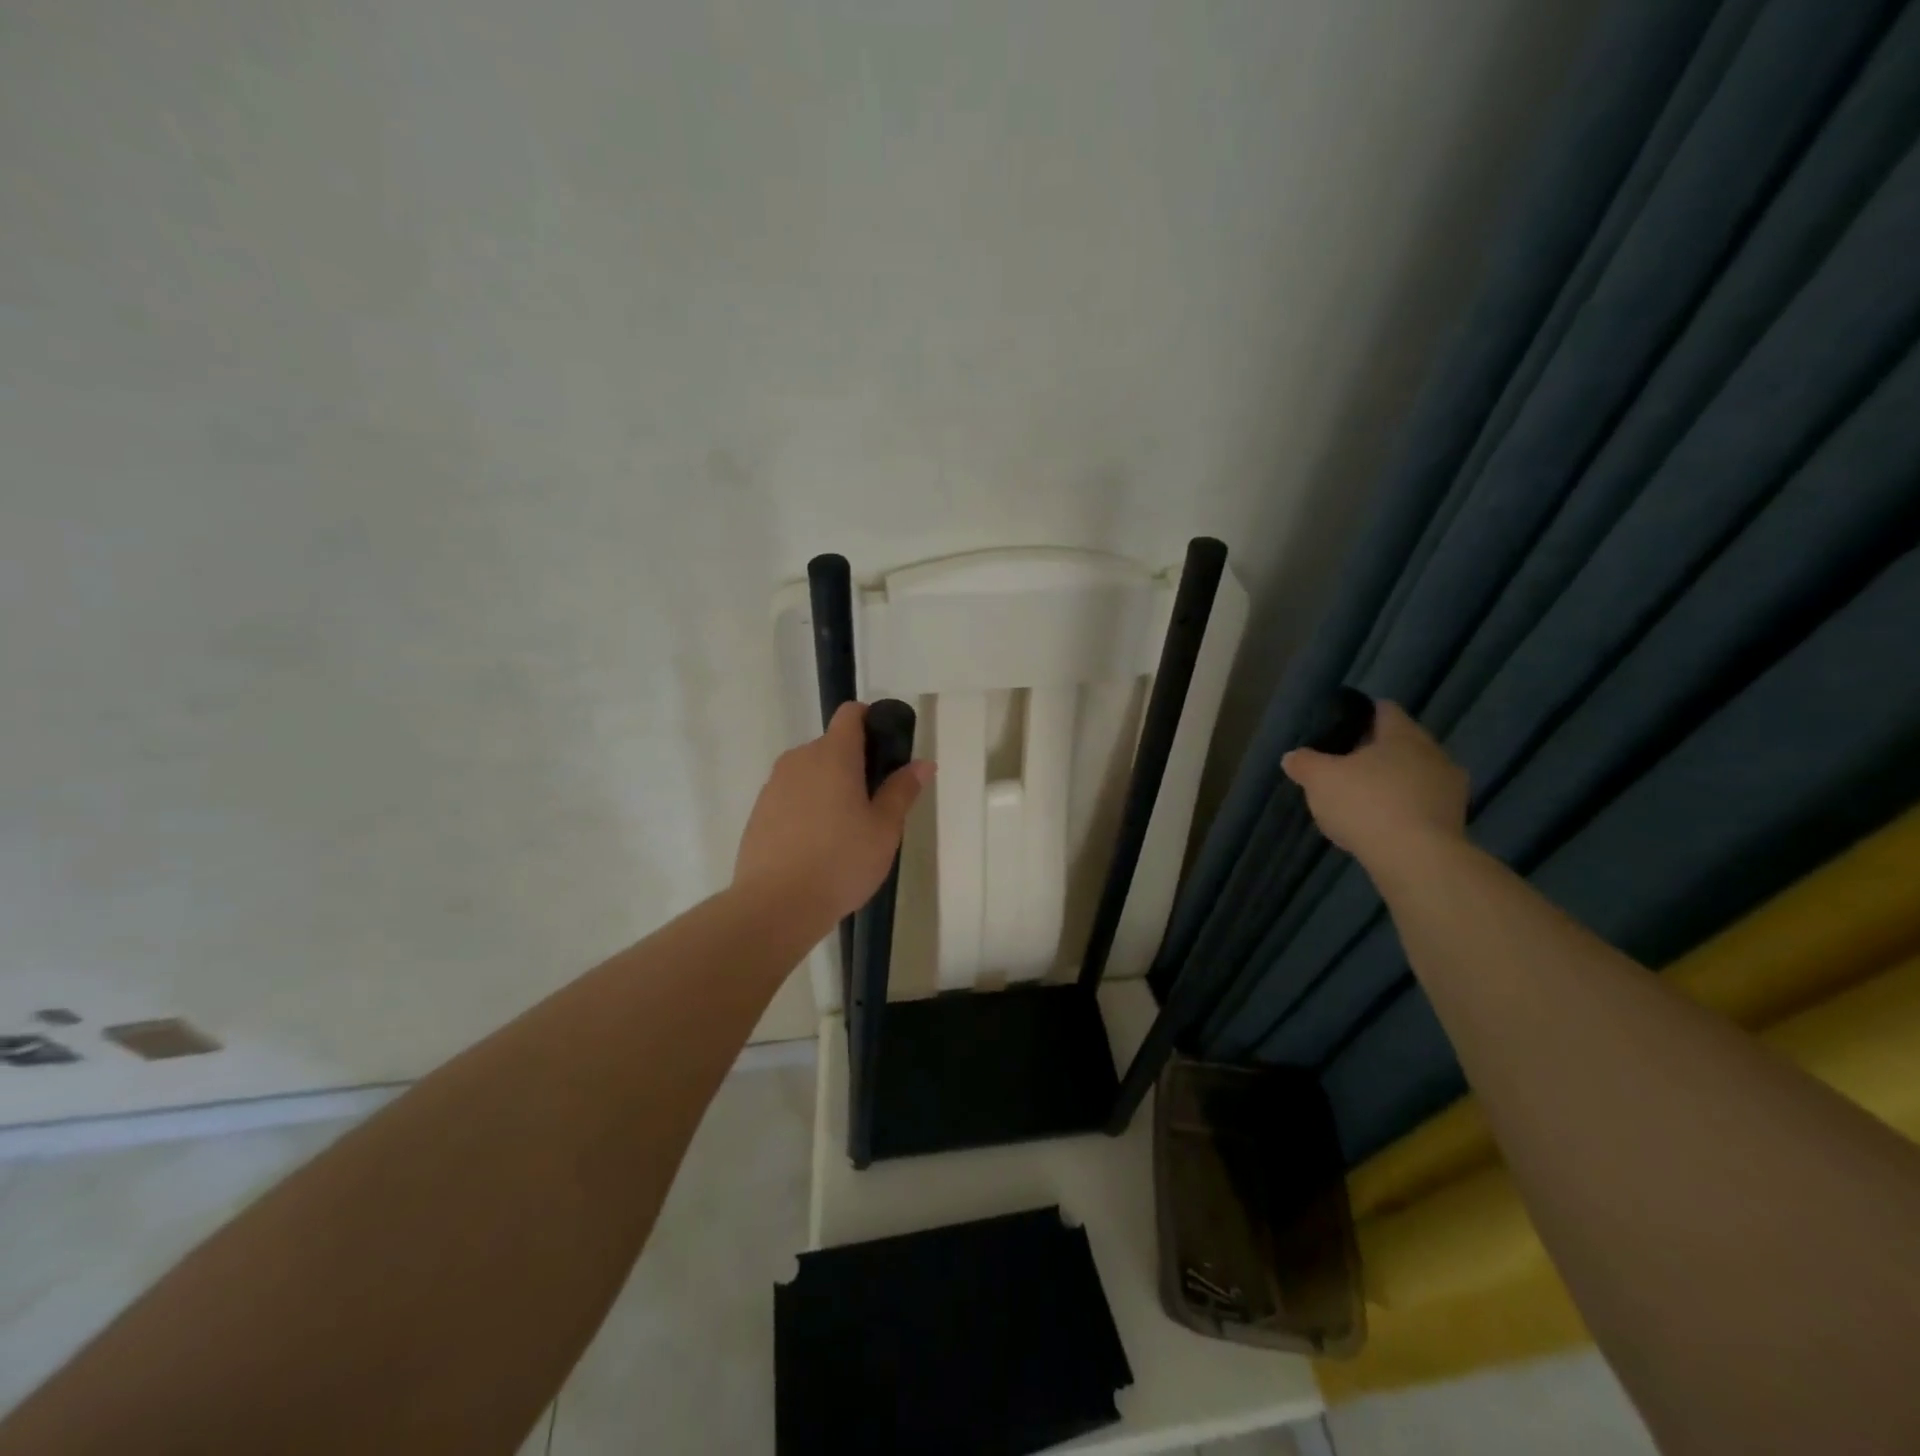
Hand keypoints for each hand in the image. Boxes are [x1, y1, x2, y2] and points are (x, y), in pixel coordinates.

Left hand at [733, 702, 933, 924]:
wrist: (775, 905)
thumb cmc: (841, 862)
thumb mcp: (884, 829)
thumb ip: (902, 791)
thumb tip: (922, 763)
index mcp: (833, 755)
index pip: (851, 714)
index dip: (871, 721)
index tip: (886, 751)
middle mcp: (799, 759)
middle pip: (832, 745)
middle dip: (853, 764)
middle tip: (873, 804)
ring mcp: (774, 785)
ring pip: (810, 772)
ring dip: (828, 787)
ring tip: (843, 830)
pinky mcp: (758, 811)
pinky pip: (790, 795)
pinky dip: (806, 807)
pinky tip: (815, 845)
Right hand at [1281, 701, 1468, 875]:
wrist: (1416, 858)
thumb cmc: (1366, 803)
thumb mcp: (1319, 779)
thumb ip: (1304, 763)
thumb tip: (1293, 756)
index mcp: (1403, 735)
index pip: (1385, 710)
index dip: (1362, 714)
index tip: (1341, 726)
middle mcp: (1433, 753)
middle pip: (1402, 743)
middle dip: (1376, 751)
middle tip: (1346, 765)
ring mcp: (1450, 789)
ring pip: (1416, 774)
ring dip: (1393, 782)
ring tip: (1363, 797)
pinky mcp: (1454, 821)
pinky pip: (1422, 804)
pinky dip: (1403, 808)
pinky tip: (1381, 824)